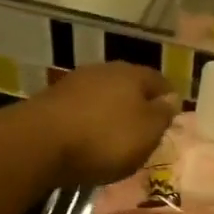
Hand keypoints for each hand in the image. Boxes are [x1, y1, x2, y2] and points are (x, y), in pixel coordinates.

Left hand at [28, 61, 178, 187]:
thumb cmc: (105, 138)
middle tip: (146, 129)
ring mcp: (74, 83)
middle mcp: (103, 70)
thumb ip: (162, 114)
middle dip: (138, 104)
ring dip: (111, 113)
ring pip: (103, 96)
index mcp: (132, 74)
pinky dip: (89, 122)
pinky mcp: (51, 101)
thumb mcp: (147, 132)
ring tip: (117, 137)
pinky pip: (81, 110)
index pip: (159, 81)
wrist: (40, 143)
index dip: (168, 98)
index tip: (172, 117)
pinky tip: (89, 139)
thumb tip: (172, 99)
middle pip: (129, 85)